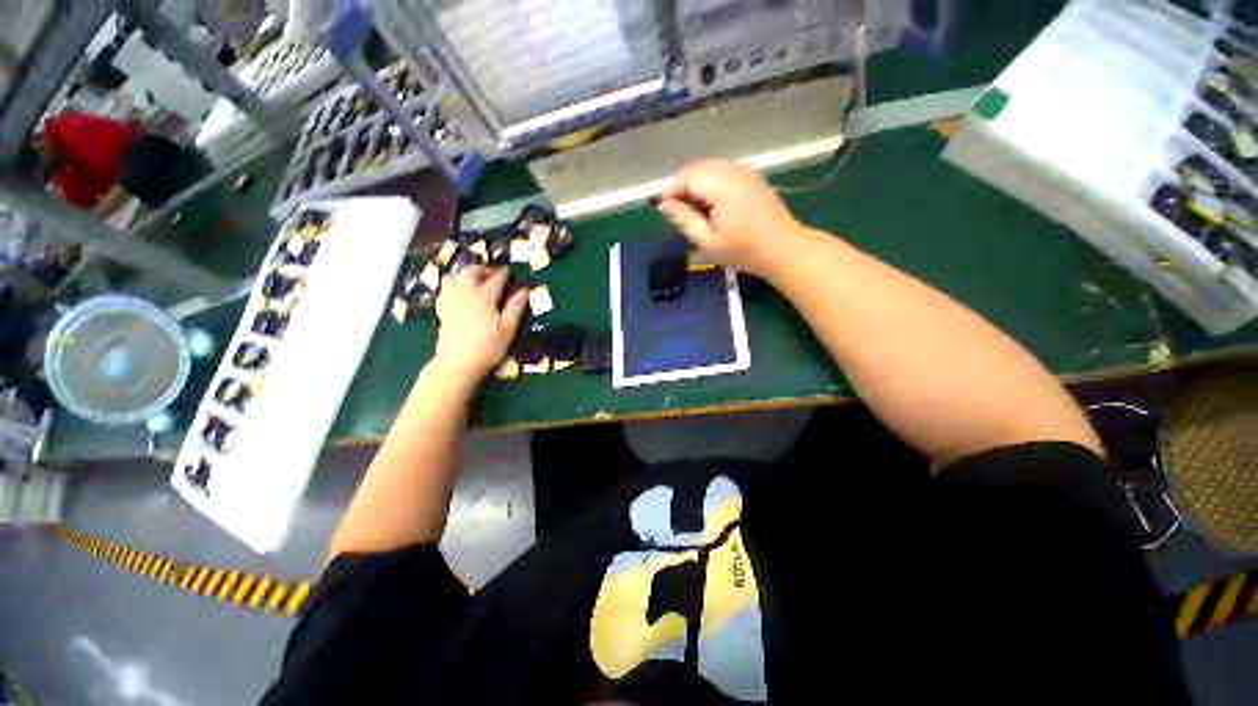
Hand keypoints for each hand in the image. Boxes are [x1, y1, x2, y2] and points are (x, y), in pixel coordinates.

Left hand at [432, 266, 527, 383]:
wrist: (458, 363)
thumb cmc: (488, 347)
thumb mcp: (508, 329)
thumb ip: (515, 308)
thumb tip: (524, 291)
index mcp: (484, 297)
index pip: (495, 279)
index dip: (503, 274)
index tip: (508, 271)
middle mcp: (465, 294)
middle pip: (470, 272)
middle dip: (481, 269)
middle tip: (491, 274)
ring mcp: (451, 301)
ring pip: (452, 277)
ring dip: (463, 274)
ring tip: (473, 281)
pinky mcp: (442, 310)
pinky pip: (444, 290)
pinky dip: (452, 286)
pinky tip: (459, 293)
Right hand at [657, 160, 804, 277]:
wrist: (783, 248)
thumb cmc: (743, 250)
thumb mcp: (708, 241)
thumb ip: (685, 220)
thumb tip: (663, 205)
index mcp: (721, 186)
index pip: (687, 177)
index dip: (671, 191)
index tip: (662, 209)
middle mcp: (733, 170)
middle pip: (697, 168)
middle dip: (681, 186)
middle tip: (675, 211)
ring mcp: (745, 171)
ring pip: (710, 168)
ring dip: (695, 184)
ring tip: (691, 210)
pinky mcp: (751, 176)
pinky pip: (722, 171)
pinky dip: (710, 183)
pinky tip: (709, 204)